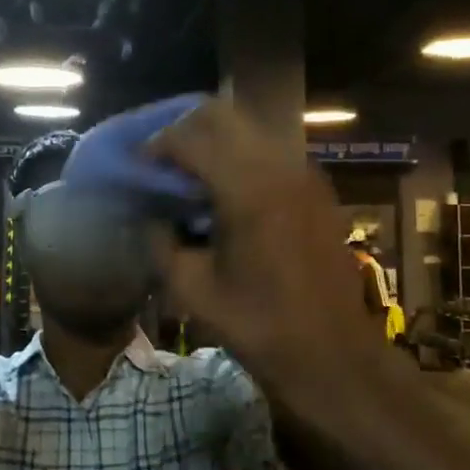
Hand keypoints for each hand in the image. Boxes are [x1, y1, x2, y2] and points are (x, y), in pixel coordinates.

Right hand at [146, 100, 382, 392]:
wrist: (332, 354)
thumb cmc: (259, 326)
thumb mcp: (193, 289)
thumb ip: (160, 241)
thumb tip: (149, 215)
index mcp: (247, 189)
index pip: (190, 138)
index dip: (155, 146)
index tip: (136, 168)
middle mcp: (279, 166)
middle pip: (221, 115)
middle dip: (182, 131)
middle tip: (159, 162)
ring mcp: (303, 173)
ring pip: (247, 128)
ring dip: (212, 142)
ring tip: (188, 177)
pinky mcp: (315, 188)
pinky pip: (268, 151)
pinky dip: (238, 158)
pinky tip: (223, 195)